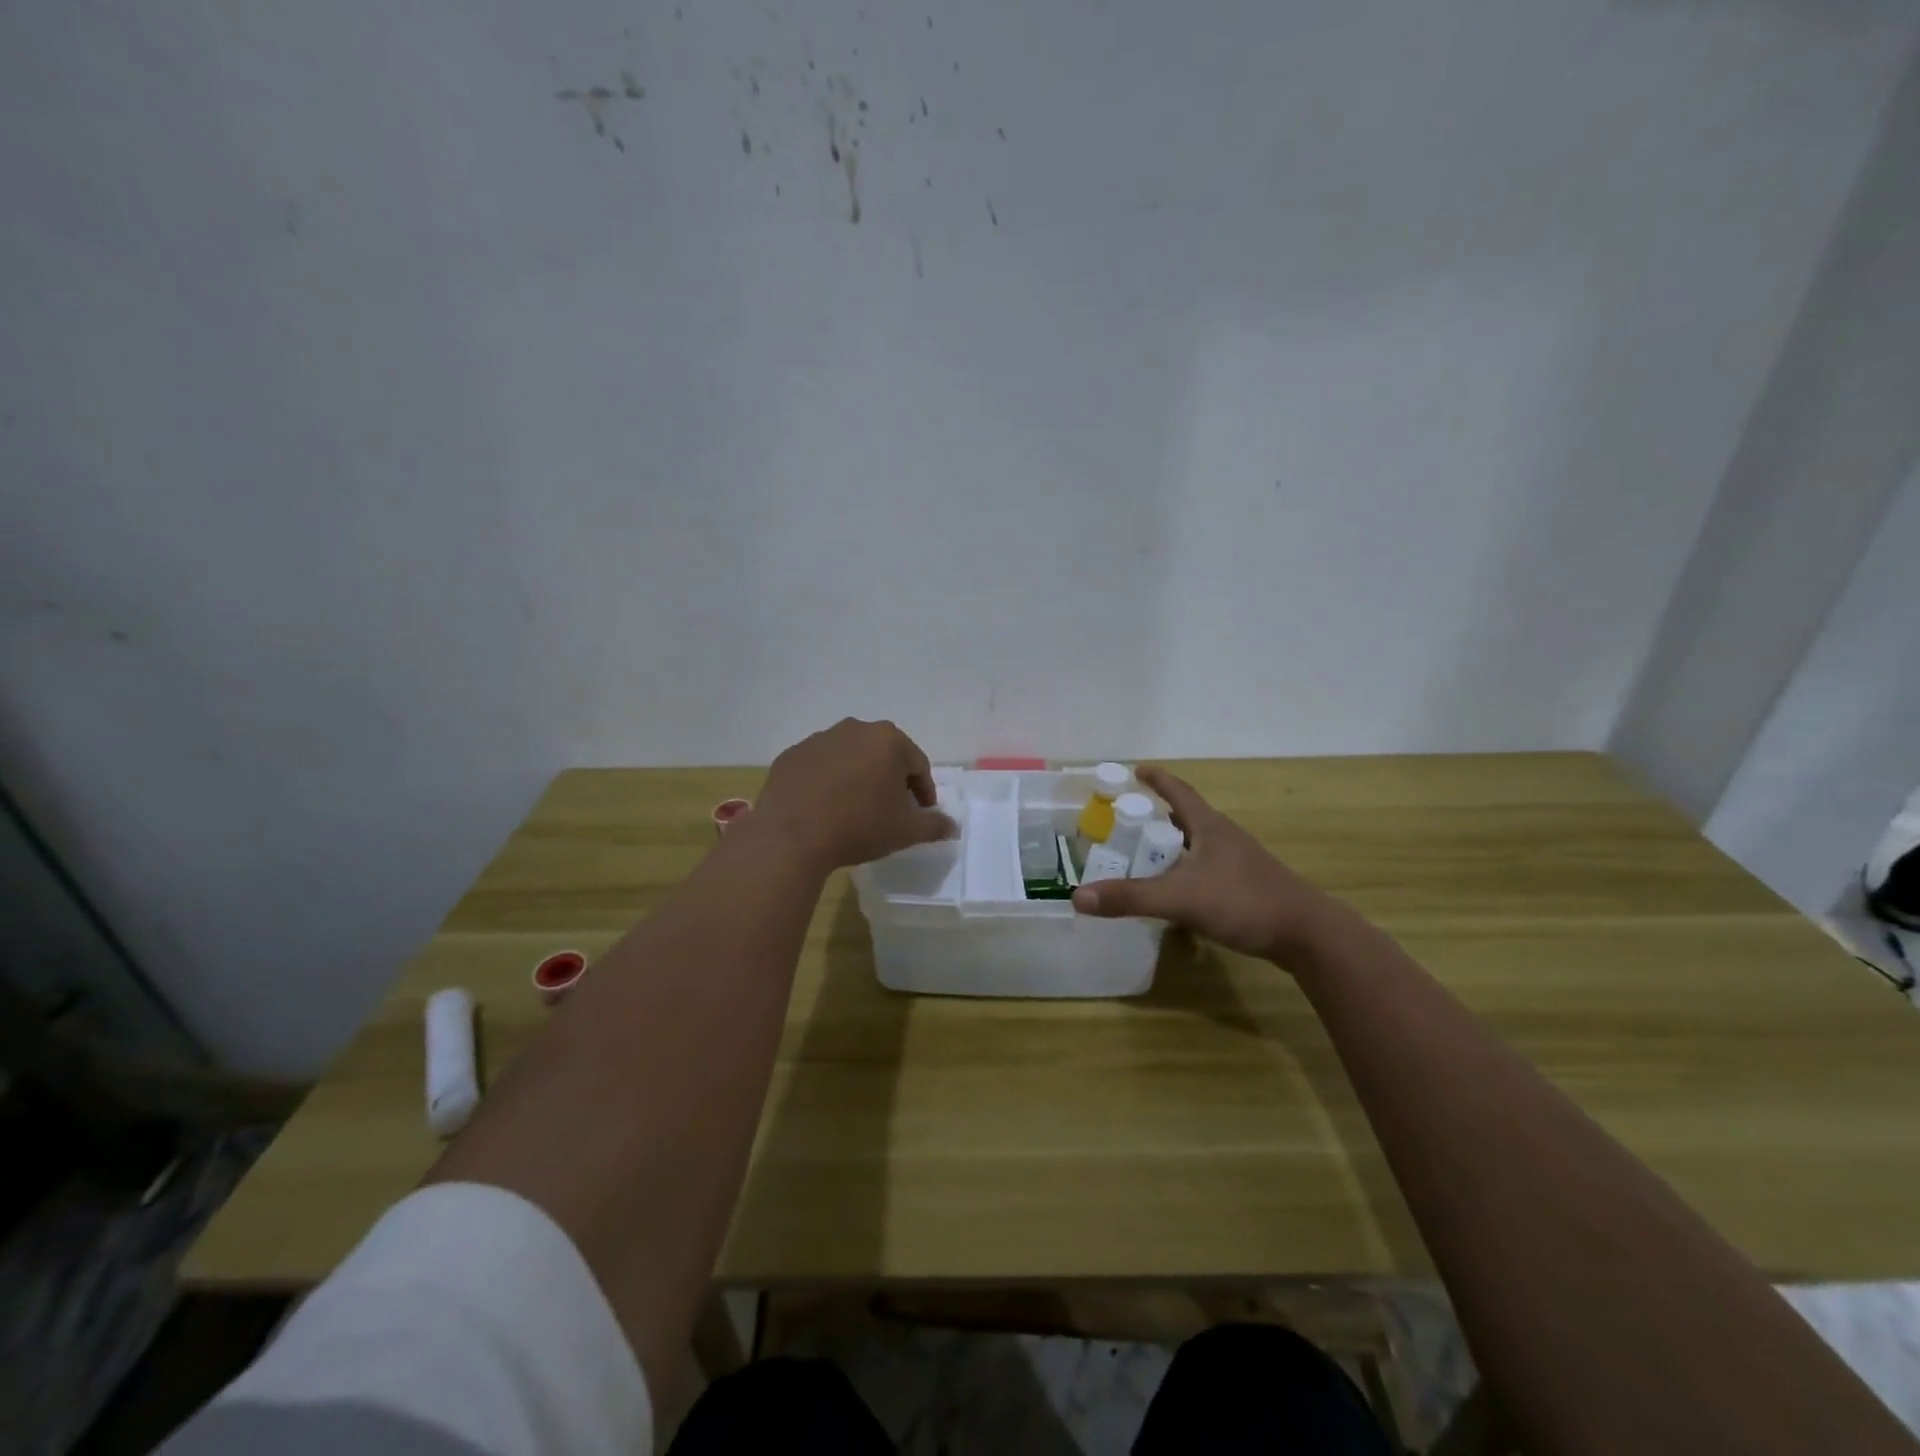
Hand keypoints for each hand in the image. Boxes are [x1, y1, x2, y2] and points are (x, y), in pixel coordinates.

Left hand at [748, 718, 954, 872]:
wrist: (792, 836)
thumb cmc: (859, 826)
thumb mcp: (905, 831)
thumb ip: (934, 825)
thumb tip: (952, 826)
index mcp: (888, 739)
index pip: (917, 764)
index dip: (923, 792)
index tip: (920, 814)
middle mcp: (854, 729)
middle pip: (883, 755)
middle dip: (890, 780)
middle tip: (890, 810)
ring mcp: (818, 739)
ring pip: (849, 758)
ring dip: (858, 778)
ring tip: (855, 810)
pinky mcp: (791, 755)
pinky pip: (819, 767)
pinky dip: (827, 782)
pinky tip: (824, 808)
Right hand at [1071, 766, 1342, 967]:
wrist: (1308, 935)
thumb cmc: (1243, 902)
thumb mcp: (1180, 898)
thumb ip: (1130, 897)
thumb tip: (1078, 896)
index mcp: (1210, 827)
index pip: (1179, 792)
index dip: (1157, 780)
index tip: (1137, 771)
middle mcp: (1225, 838)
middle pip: (1188, 817)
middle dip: (1159, 816)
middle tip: (1130, 823)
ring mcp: (1240, 862)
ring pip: (1199, 845)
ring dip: (1175, 845)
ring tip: (1149, 856)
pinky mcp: (1248, 886)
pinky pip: (1209, 868)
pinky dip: (1188, 871)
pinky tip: (1179, 892)